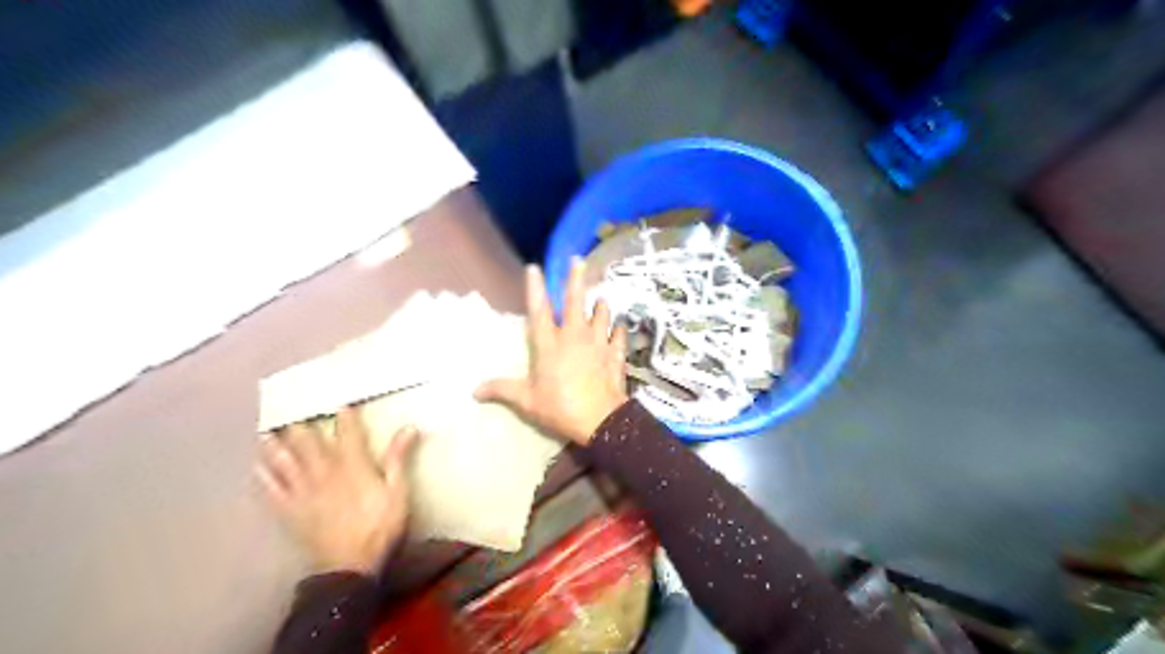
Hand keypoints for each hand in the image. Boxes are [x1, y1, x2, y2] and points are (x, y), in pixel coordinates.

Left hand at [259, 411, 418, 574]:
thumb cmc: (380, 526)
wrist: (349, 566)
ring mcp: (303, 492)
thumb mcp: (398, 491)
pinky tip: (257, 467)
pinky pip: (273, 490)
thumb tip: (409, 427)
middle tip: (291, 409)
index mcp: (353, 466)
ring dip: (277, 446)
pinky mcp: (290, 511)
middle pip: (310, 443)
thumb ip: (398, 458)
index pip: (348, 434)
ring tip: (267, 432)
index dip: (345, 417)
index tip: (340, 403)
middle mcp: (324, 472)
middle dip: (302, 425)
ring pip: (286, 462)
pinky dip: (264, 477)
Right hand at [475, 257, 626, 443]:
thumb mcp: (527, 401)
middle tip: (579, 260)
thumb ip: (502, 390)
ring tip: (601, 298)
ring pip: (601, 313)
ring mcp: (598, 342)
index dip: (535, 287)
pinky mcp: (615, 352)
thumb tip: (474, 391)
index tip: (534, 267)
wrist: (601, 420)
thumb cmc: (560, 407)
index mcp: (549, 344)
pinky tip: (619, 327)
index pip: (539, 310)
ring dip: (600, 304)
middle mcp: (574, 335)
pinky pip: (618, 334)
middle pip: (576, 301)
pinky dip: (618, 329)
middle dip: (576, 278)